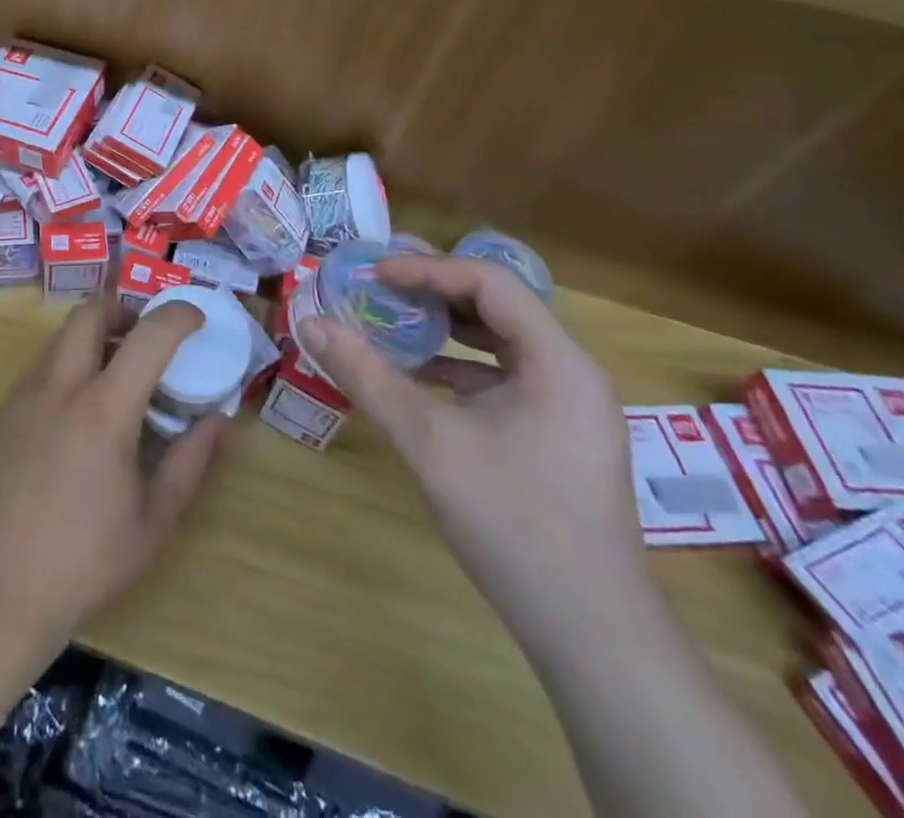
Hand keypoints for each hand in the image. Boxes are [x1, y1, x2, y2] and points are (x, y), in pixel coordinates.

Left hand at [0, 298, 227, 649]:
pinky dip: (69, 361)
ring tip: (117, 373)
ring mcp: (25, 394)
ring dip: (95, 335)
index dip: (178, 315)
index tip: (197, 319)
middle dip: (124, 309)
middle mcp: (60, 386)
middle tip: (147, 339)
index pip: (148, 336)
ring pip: (62, 335)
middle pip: (90, 311)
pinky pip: (42, 363)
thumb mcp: (154, 518)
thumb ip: (191, 460)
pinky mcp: (4, 410)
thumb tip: (220, 420)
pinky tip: (80, 408)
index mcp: (104, 410)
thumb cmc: (86, 559)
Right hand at [299, 255, 645, 636]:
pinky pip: (501, 380)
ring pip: (498, 344)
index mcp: (557, 361)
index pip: (489, 282)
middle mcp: (570, 372)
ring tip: (388, 324)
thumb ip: (368, 377)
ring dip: (442, 331)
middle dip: (432, 293)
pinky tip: (413, 380)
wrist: (591, 634)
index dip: (427, 269)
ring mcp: (567, 407)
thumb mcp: (429, 443)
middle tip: (376, 288)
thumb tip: (311, 324)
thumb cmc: (513, 523)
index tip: (373, 274)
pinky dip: (455, 370)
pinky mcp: (555, 436)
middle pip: (496, 307)